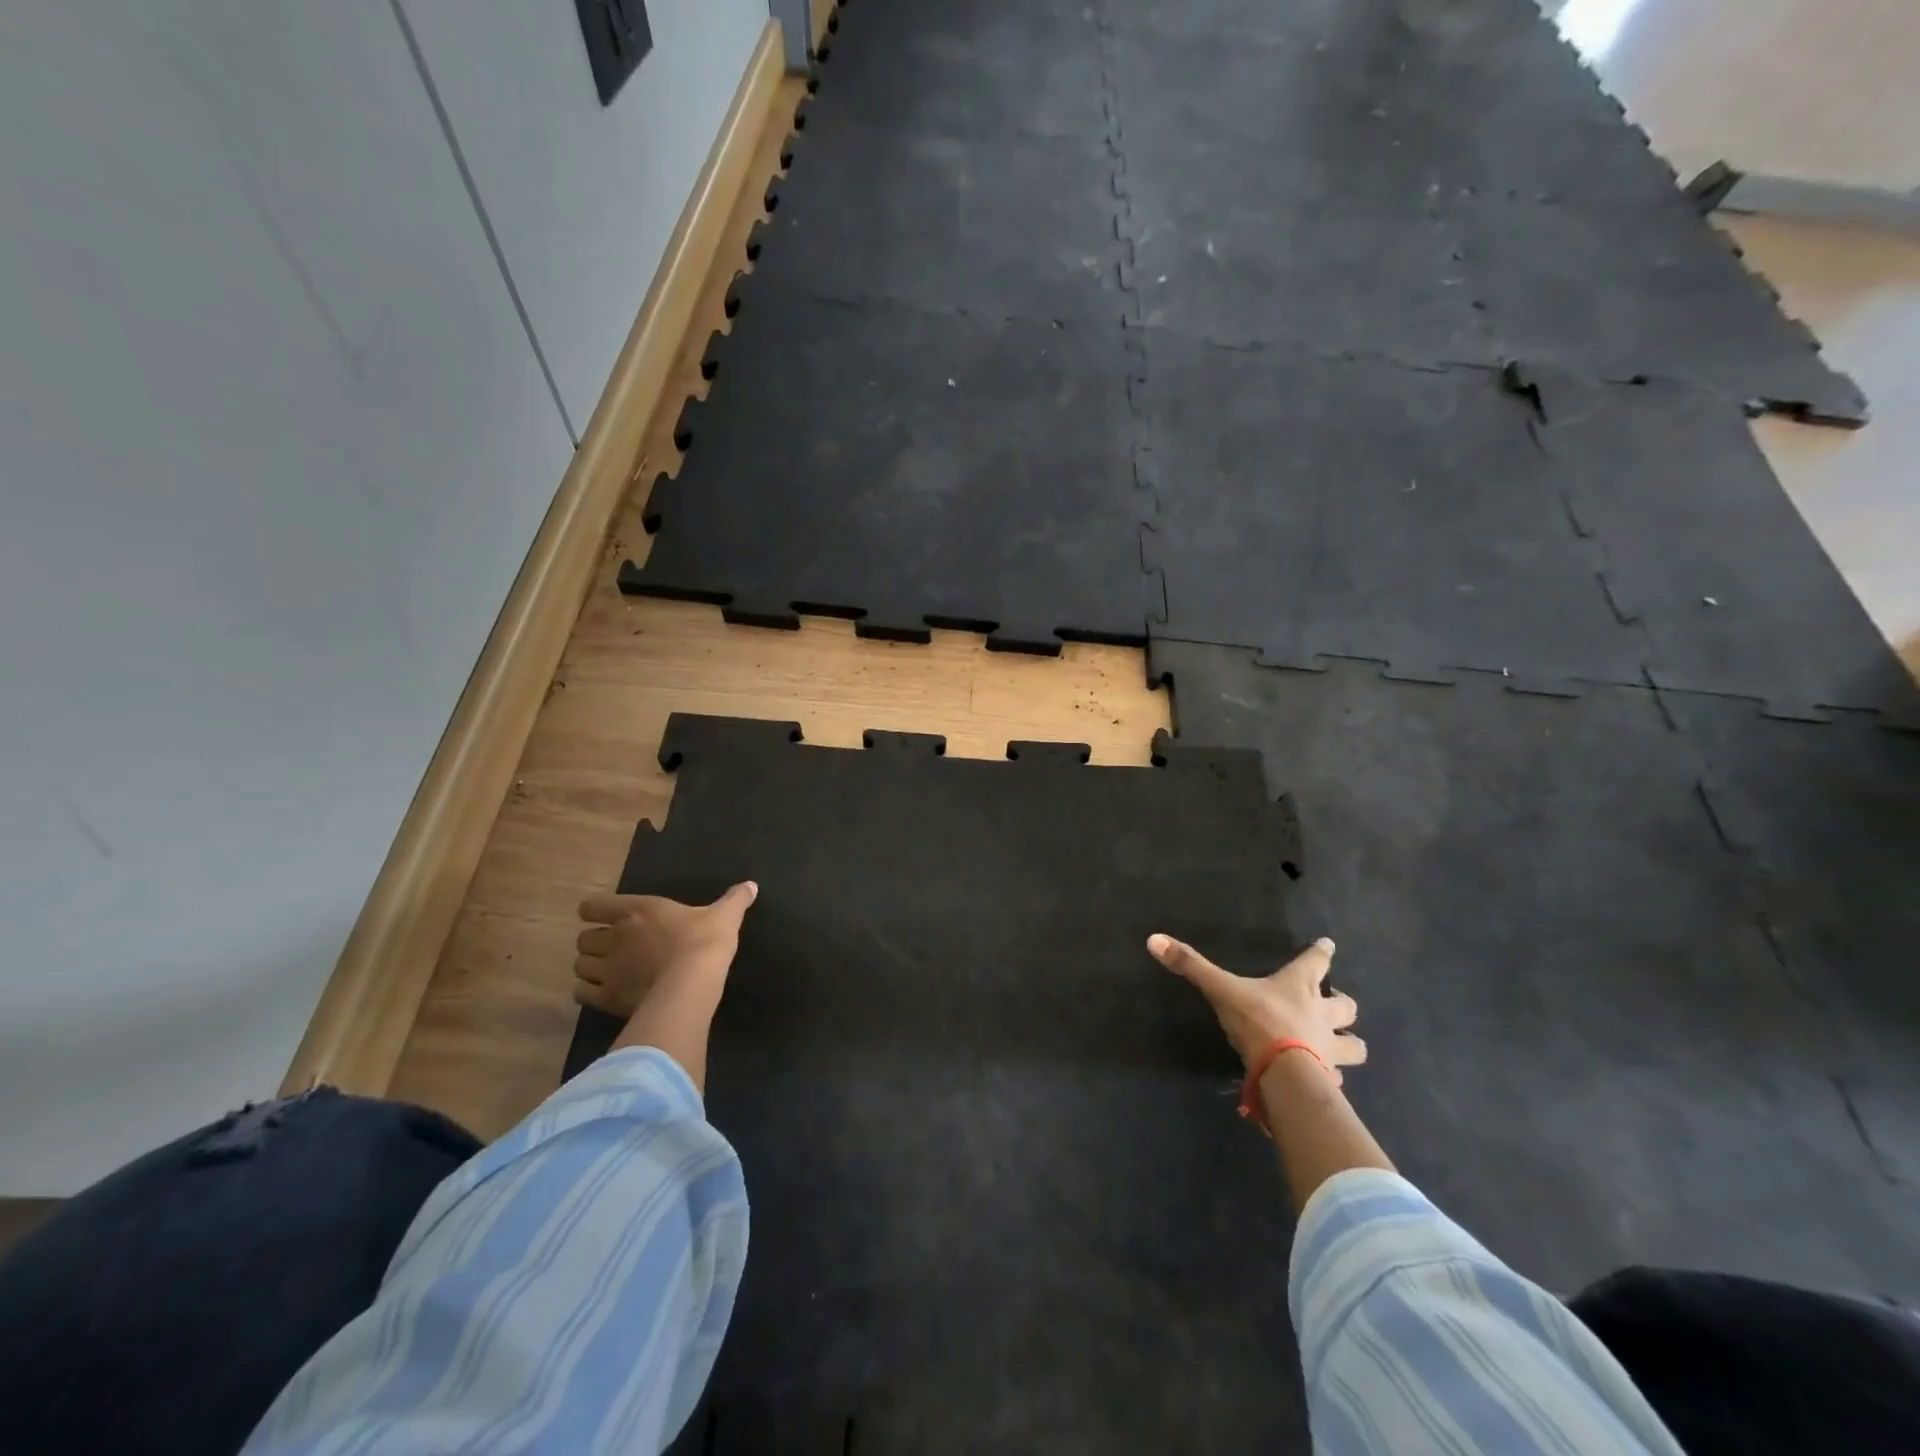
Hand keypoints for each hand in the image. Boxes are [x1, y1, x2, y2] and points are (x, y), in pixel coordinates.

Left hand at [573, 883, 756, 1018]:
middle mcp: (614, 936)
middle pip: (583, 938)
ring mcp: (607, 968)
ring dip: (590, 968)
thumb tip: (751, 885)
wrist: (692, 982)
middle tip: (614, 949)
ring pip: (579, 966)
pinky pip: (581, 994)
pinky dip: (588, 993)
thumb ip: (735, 899)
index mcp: (637, 910)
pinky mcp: (607, 997)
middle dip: (594, 943)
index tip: (609, 918)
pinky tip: (605, 994)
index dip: (596, 912)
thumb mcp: (724, 915)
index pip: (593, 906)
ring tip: (607, 973)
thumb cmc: (704, 941)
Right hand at [1149, 934, 1365, 1084]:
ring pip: (1354, 1046)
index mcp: (1299, 987)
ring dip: (1349, 1044)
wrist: (1285, 1075)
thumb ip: (1191, 966)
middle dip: (1344, 1005)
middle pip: (1347, 1006)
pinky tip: (1323, 1081)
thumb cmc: (1258, 1023)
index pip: (1316, 961)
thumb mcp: (1221, 990)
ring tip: (1341, 1046)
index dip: (1321, 952)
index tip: (1328, 945)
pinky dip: (1332, 1078)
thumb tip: (1153, 940)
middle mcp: (1322, 1014)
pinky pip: (1337, 1078)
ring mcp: (1330, 1049)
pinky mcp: (1329, 1079)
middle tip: (1337, 1005)